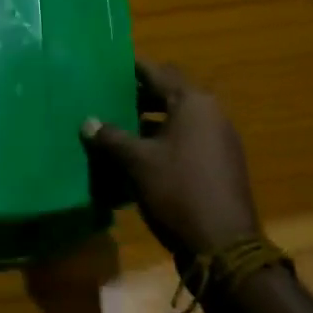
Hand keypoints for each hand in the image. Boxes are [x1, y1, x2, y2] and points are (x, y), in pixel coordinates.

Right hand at [82, 59, 259, 257]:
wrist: (224, 246)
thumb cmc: (178, 191)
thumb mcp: (137, 163)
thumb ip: (111, 137)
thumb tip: (88, 121)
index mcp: (193, 103)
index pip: (158, 72)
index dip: (132, 68)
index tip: (108, 66)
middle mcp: (211, 114)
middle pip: (170, 94)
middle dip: (139, 95)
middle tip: (106, 98)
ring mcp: (218, 139)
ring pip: (177, 119)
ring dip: (149, 120)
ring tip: (116, 127)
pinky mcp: (219, 163)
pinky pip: (186, 140)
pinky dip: (163, 140)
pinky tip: (137, 156)